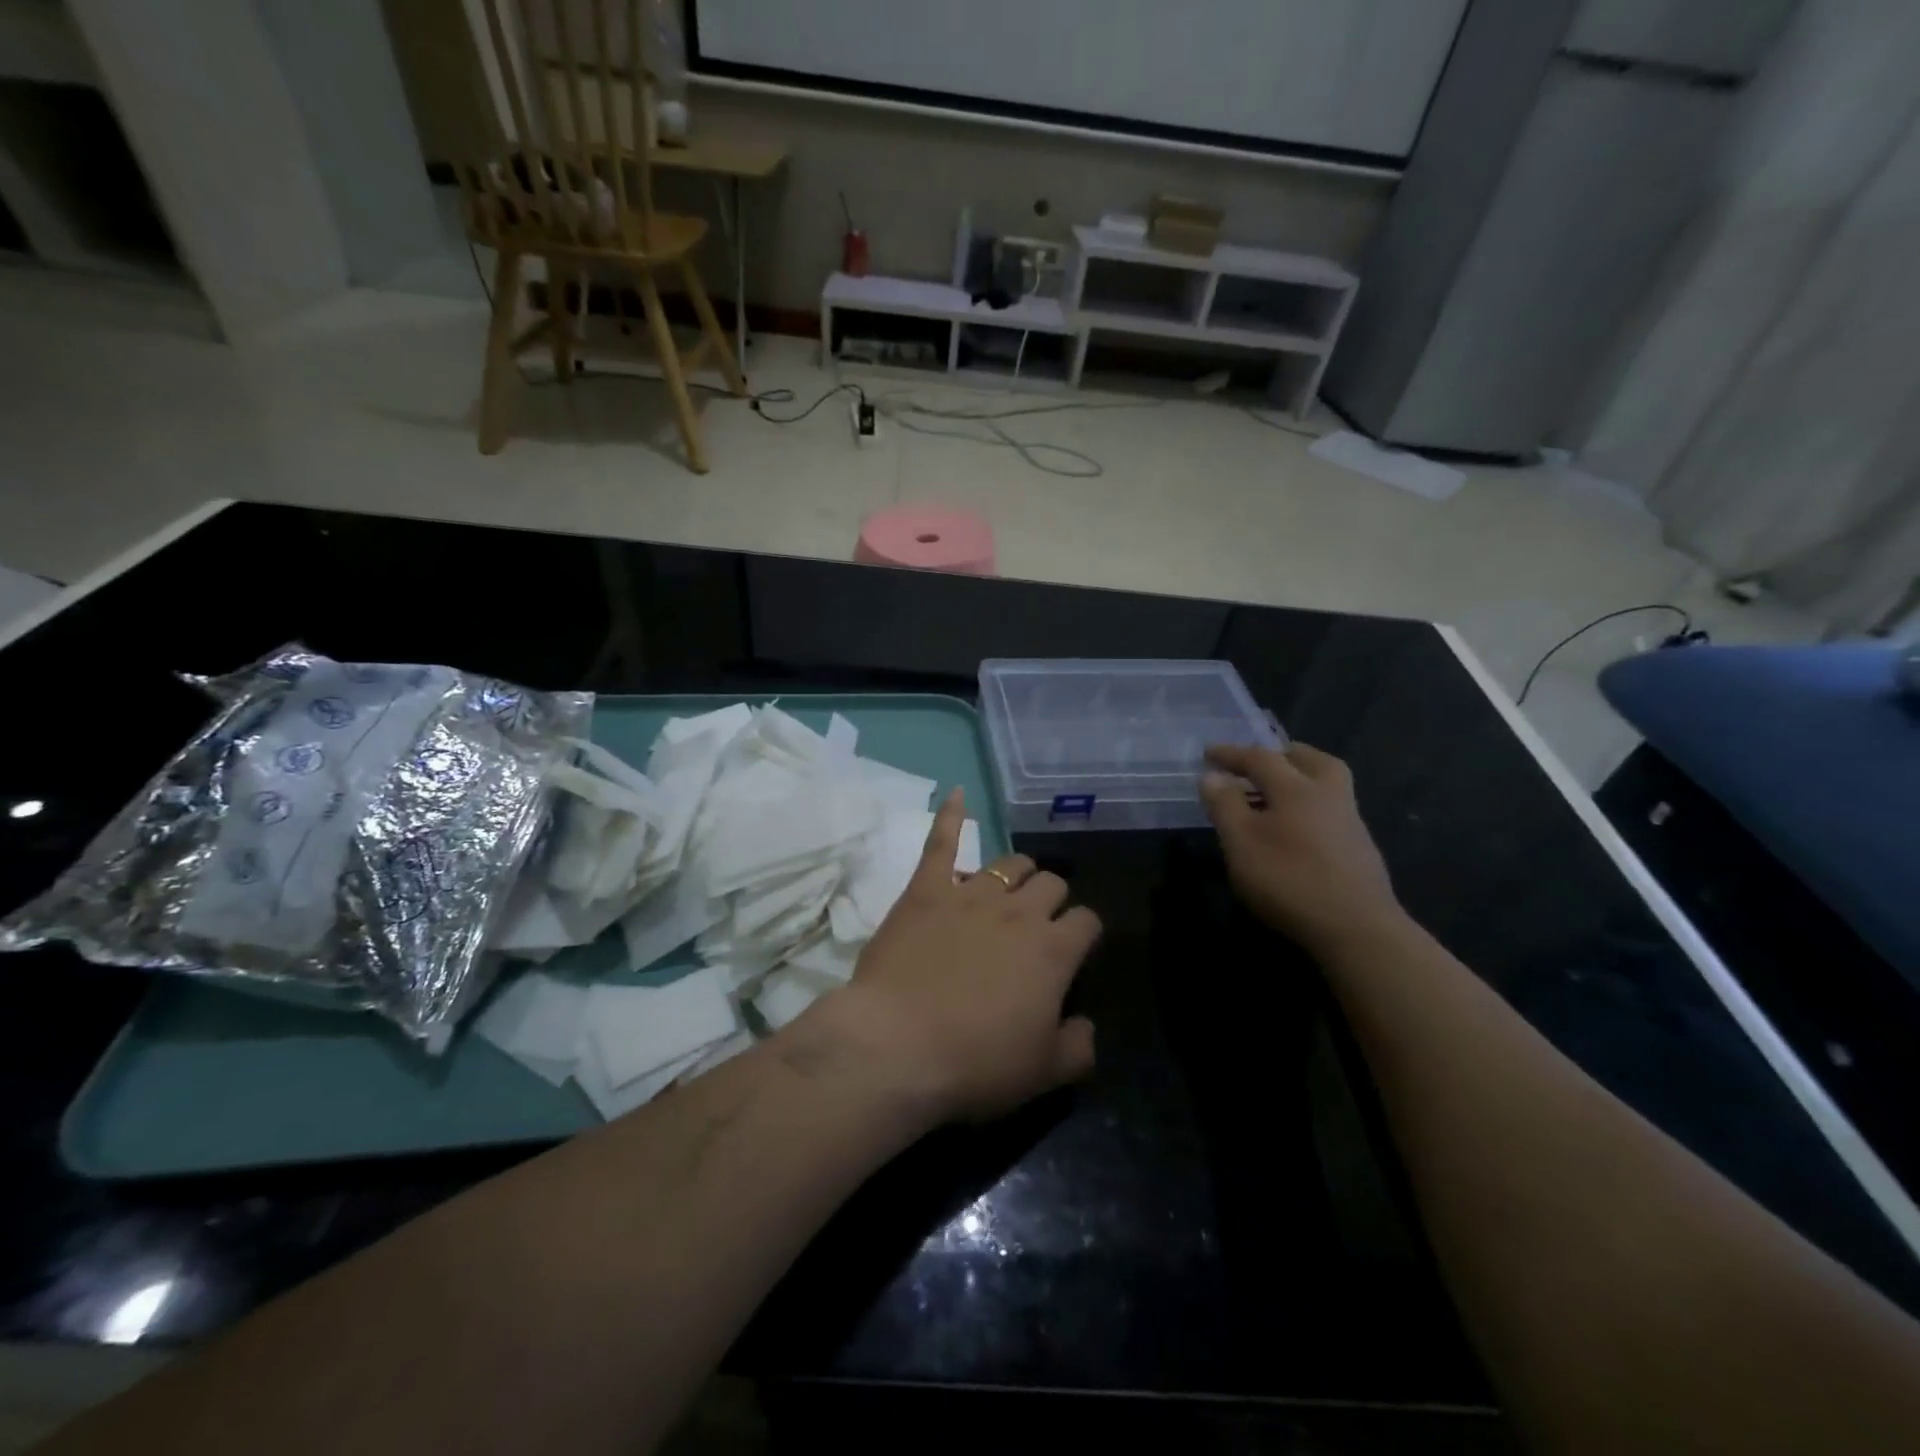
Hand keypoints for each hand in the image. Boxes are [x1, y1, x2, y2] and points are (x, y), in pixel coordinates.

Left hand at [823, 788, 1099, 1123]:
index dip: (1083, 933)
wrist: (897, 1047)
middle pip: (1050, 883)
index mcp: (1053, 950)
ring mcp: (970, 894)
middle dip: (1051, 898)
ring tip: (1011, 886)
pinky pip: (941, 842)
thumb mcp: (1044, 1073)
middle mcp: (1018, 911)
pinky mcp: (925, 890)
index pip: (1086, 921)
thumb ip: (1079, 1045)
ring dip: (1017, 872)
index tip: (1073, 950)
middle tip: (1037, 924)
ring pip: (1009, 863)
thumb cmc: (975, 1063)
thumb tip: (1087, 1024)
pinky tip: (956, 793)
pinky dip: (951, 815)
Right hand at [1199, 743, 1402, 957]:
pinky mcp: (1360, 848)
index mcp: (1297, 788)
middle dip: (1280, 755)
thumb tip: (1212, 777)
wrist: (1357, 928)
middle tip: (1256, 764)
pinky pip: (1331, 810)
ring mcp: (1350, 822)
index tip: (1208, 753)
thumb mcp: (1241, 842)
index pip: (1260, 758)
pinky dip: (1310, 806)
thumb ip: (1225, 806)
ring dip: (1299, 778)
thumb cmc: (1289, 879)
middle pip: (1308, 759)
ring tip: (1273, 796)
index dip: (1231, 754)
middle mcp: (1329, 795)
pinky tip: (1296, 830)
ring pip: (1326, 784)